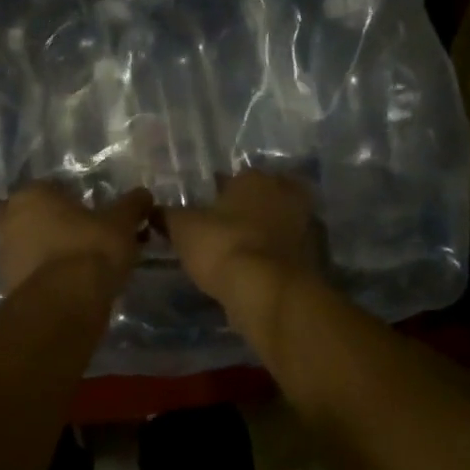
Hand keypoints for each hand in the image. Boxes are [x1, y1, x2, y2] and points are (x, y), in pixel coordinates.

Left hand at [0, 183, 152, 295]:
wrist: (64, 305)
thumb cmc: (91, 250)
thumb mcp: (122, 223)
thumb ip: (132, 205)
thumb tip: (144, 195)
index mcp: (31, 194)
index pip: (54, 188)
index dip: (76, 202)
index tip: (97, 217)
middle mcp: (8, 218)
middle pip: (36, 216)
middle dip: (56, 225)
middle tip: (85, 238)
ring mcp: (2, 254)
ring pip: (30, 245)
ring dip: (50, 251)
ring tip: (82, 265)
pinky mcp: (6, 285)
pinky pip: (31, 272)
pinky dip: (47, 275)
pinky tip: (71, 285)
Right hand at [163, 171, 318, 304]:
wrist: (269, 291)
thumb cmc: (223, 247)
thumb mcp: (183, 229)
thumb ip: (168, 216)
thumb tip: (153, 209)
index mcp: (254, 178)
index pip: (232, 179)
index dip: (216, 196)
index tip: (204, 214)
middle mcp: (286, 193)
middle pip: (261, 199)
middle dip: (246, 212)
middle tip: (224, 233)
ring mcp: (306, 224)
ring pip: (278, 224)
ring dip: (264, 235)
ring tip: (239, 256)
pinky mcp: (316, 256)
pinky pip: (288, 252)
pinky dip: (276, 258)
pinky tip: (258, 273)